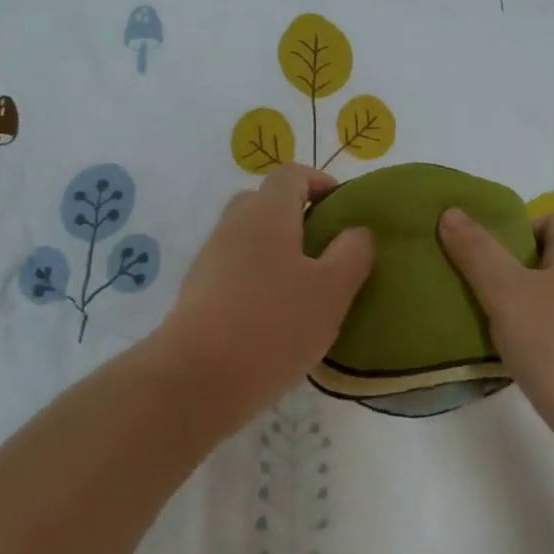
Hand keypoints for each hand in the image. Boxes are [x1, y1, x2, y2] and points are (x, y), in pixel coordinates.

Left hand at [155, 165, 374, 436]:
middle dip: (297, 218)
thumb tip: (357, 231)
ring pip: (249, 239)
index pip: (291, 175)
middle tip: (325, 250)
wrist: (196, 379)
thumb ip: (352, 253)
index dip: (319, 183)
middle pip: (266, 203)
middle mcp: (234, 224)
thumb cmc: (274, 324)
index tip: (342, 209)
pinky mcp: (197, 292)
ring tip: (305, 290)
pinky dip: (257, 280)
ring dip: (277, 253)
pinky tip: (275, 318)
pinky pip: (235, 270)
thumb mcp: (332, 290)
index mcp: (267, 211)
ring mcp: (210, 258)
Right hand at [438, 207, 553, 493]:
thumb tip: (451, 211)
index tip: (487, 255)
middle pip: (553, 259)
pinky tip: (516, 362)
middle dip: (513, 270)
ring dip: (524, 309)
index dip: (520, 229)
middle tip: (478, 290)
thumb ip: (478, 252)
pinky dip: (540, 343)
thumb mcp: (508, 294)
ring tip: (488, 327)